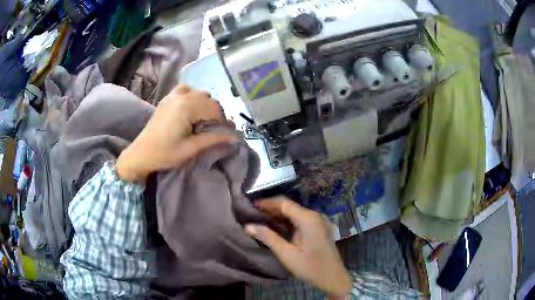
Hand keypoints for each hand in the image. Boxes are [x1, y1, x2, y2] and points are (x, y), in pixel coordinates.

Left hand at [116, 85, 236, 182]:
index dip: (222, 121)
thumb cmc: (165, 153)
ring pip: (199, 93)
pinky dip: (192, 96)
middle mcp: (181, 96)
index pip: (214, 108)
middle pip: (208, 99)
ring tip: (202, 121)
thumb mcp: (191, 149)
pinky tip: (190, 108)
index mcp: (186, 107)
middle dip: (214, 114)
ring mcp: (173, 96)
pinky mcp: (167, 99)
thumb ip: (213, 139)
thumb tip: (235, 136)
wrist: (141, 154)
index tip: (223, 134)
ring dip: (205, 105)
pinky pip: (185, 90)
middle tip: (212, 130)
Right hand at [245, 197, 350, 298]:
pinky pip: (300, 220)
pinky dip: (287, 222)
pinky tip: (275, 226)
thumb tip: (248, 226)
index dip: (267, 202)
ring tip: (259, 219)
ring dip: (278, 215)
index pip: (284, 203)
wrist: (333, 278)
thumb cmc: (311, 268)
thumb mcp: (287, 254)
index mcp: (308, 219)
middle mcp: (314, 216)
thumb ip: (268, 237)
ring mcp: (318, 222)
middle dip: (271, 209)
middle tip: (251, 213)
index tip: (250, 205)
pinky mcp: (318, 228)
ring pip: (294, 213)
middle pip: (289, 206)